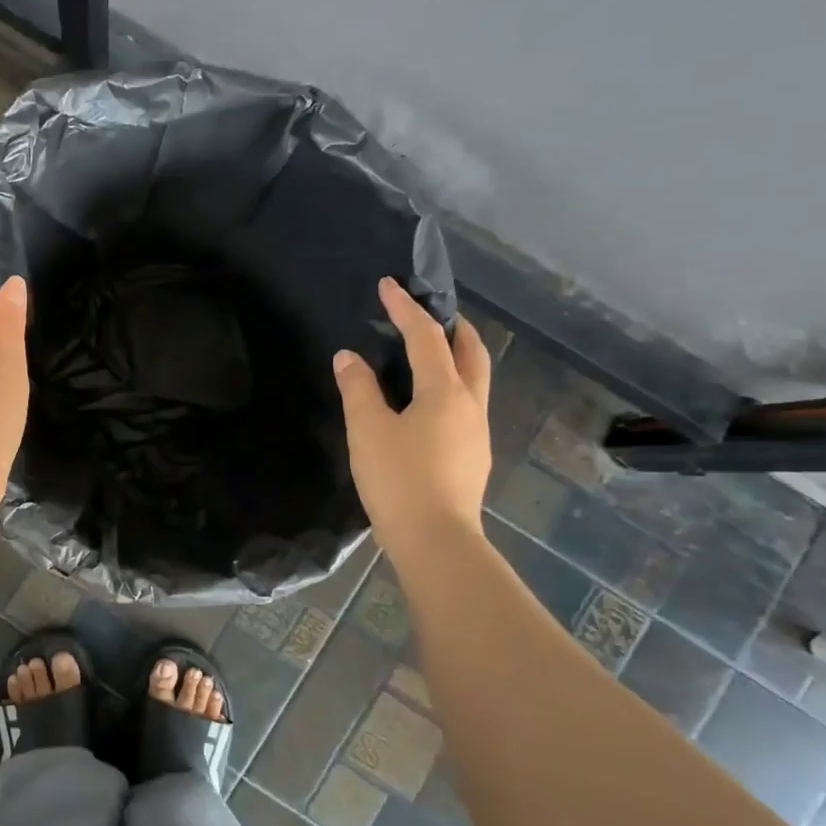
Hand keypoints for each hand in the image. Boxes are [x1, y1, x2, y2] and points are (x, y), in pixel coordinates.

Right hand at [333, 278, 493, 546]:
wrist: (436, 540)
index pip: (426, 337)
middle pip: (471, 351)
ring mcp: (477, 432)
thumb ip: (357, 388)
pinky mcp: (473, 456)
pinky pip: (467, 403)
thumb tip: (348, 357)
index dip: (405, 309)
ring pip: (474, 379)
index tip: (388, 285)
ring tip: (428, 353)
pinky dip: (452, 385)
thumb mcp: (368, 430)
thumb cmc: (398, 479)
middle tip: (428, 313)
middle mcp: (470, 404)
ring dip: (456, 356)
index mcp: (445, 391)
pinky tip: (428, 402)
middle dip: (452, 326)